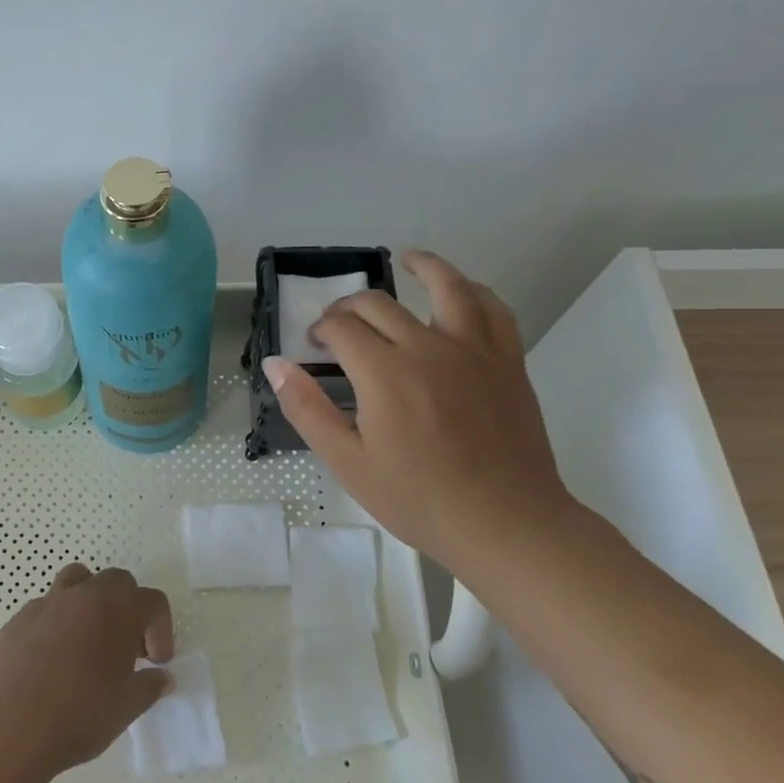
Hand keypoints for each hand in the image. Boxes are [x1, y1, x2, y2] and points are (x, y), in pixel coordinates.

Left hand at [0, 564, 174, 778]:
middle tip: (126, 650)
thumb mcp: (126, 708)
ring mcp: (49, 602)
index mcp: (119, 610)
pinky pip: (47, 606)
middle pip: (117, 581)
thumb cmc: (79, 715)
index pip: (153, 601)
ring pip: (78, 579)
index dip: (161, 629)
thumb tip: (161, 677)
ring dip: (91, 601)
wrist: (10, 725)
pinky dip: (58, 621)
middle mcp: (85, 595)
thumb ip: (149, 687)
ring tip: (89, 639)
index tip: (156, 662)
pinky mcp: (19, 617)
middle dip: (128, 608)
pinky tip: (53, 657)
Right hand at [263, 250, 576, 567]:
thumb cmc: (418, 498)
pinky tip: (463, 292)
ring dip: (424, 267)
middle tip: (339, 324)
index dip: (321, 330)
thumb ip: (307, 408)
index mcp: (384, 372)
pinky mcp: (507, 361)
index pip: (341, 328)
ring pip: (447, 287)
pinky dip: (474, 291)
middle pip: (380, 305)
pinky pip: (493, 310)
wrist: (505, 523)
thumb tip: (276, 364)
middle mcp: (427, 347)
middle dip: (350, 306)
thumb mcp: (347, 462)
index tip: (315, 345)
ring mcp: (473, 350)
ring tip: (408, 259)